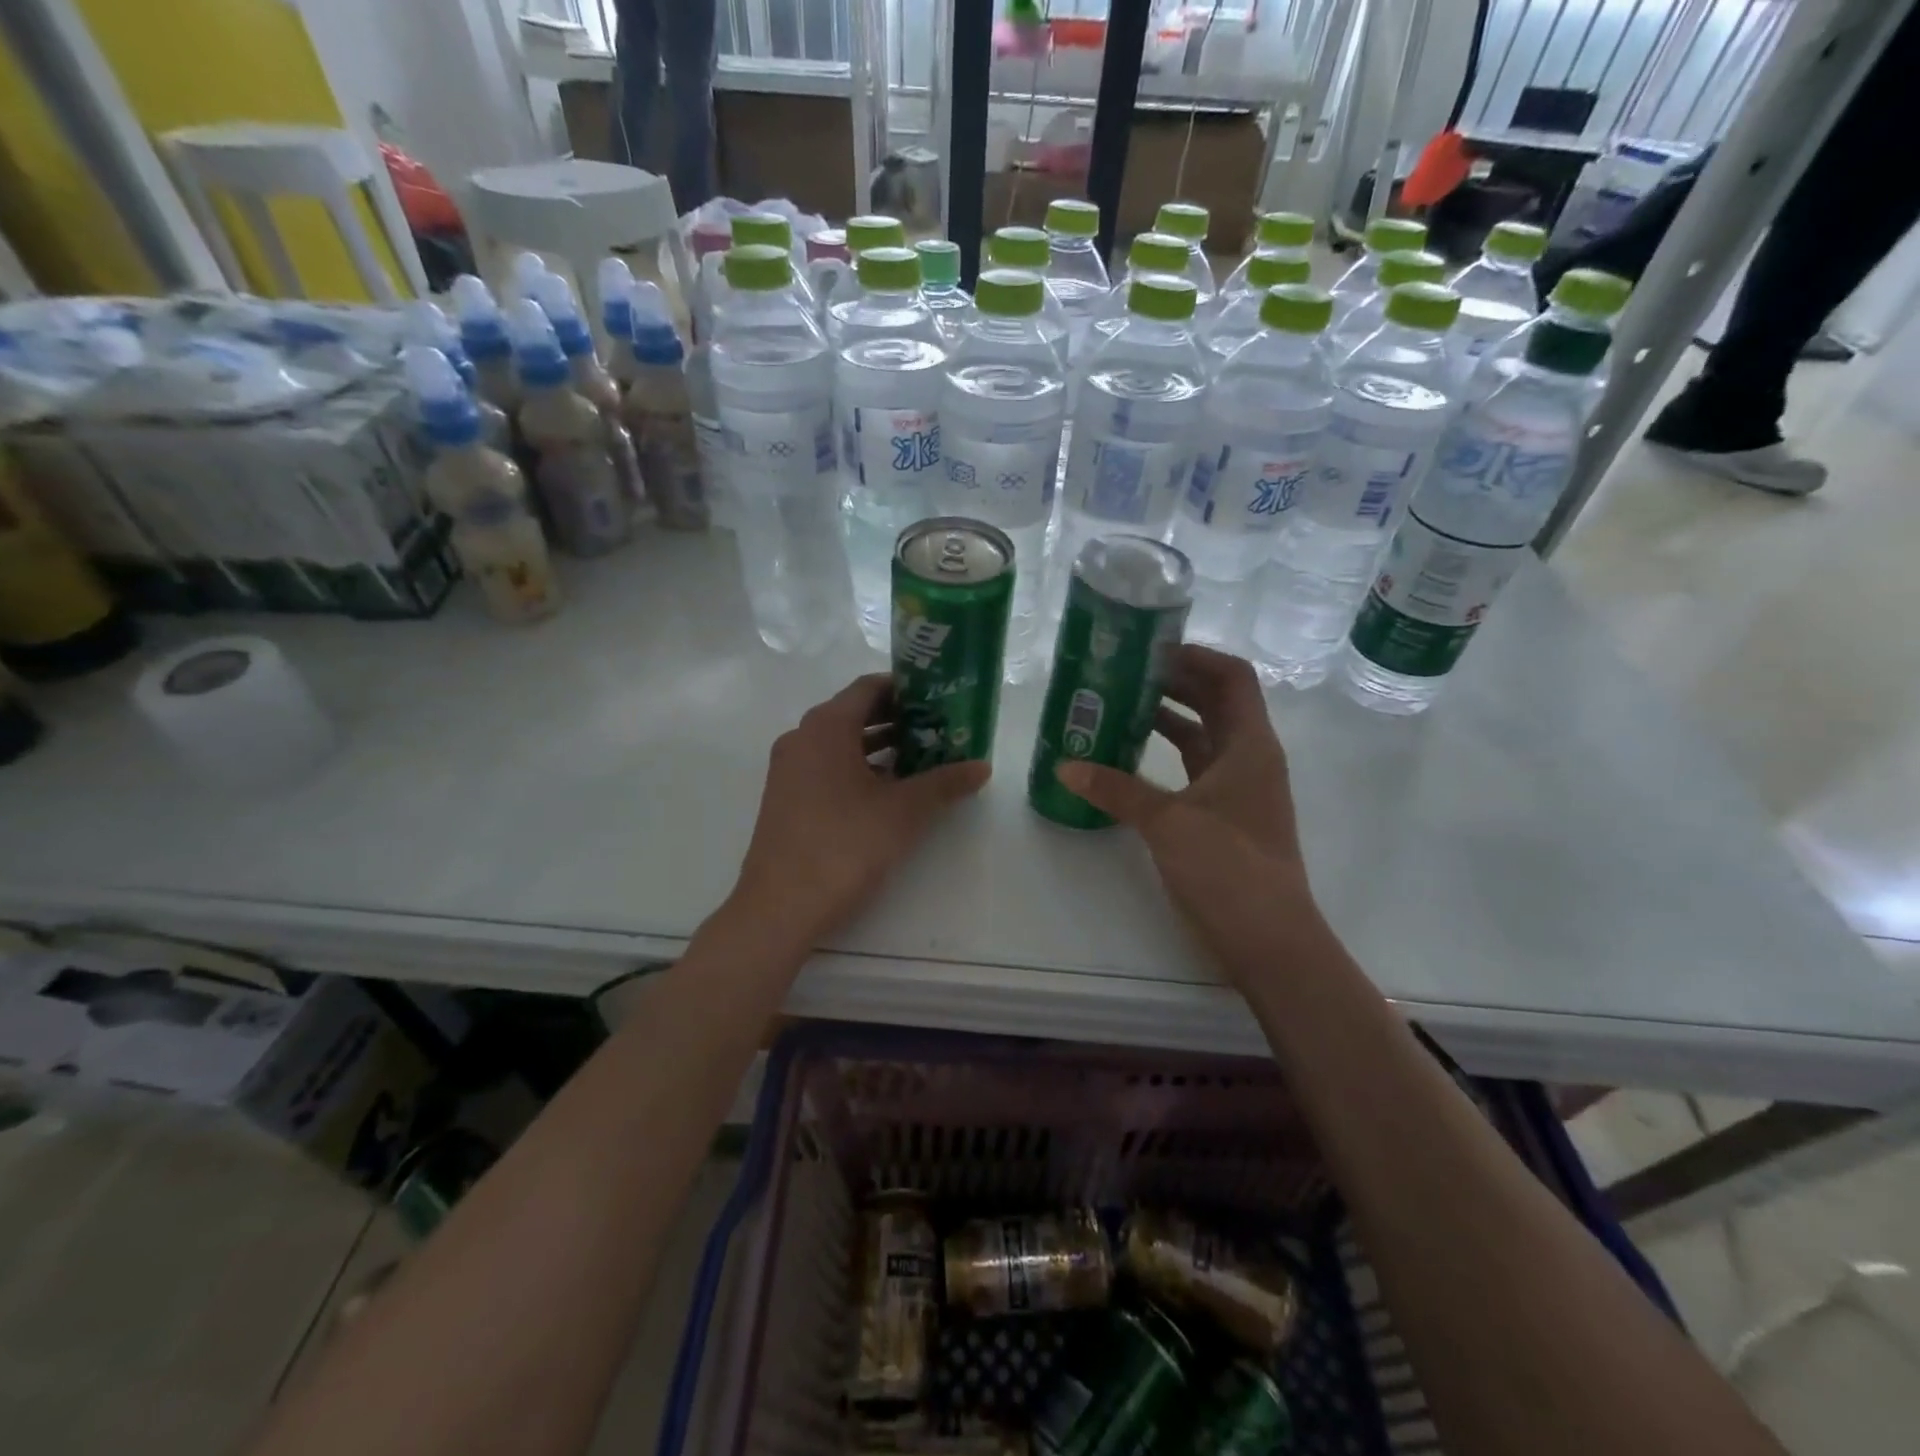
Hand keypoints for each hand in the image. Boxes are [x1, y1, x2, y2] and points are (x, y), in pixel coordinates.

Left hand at [731, 673, 989, 947]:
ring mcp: (789, 769)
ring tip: (923, 756)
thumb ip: (944, 783)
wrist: (780, 906)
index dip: (907, 689)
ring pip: (841, 742)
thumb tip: (982, 767)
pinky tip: (889, 789)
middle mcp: (802, 737)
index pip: (869, 687)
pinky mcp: (786, 797)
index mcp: (826, 727)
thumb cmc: (845, 845)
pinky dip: (858, 767)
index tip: (940, 698)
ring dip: (880, 745)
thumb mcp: (904, 812)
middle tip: (939, 728)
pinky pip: (827, 766)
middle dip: (898, 718)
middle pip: (855, 712)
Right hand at [1055, 645, 1320, 979]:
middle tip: (1122, 673)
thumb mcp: (1167, 822)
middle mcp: (1249, 758)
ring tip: (1118, 707)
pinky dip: (1166, 756)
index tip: (1149, 649)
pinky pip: (1194, 769)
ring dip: (1167, 718)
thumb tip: (1065, 765)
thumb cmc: (1228, 867)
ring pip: (1203, 736)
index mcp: (1249, 744)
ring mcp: (1239, 788)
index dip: (1195, 656)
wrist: (1269, 939)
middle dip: (1173, 683)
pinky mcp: (1225, 816)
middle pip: (1216, 701)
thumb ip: (1115, 789)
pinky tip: (1129, 758)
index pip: (1231, 677)